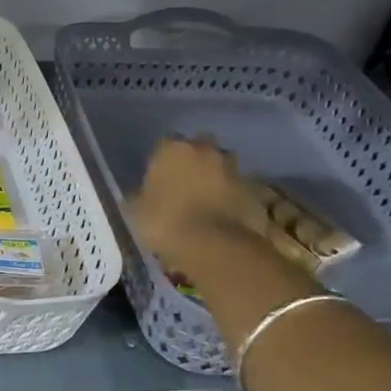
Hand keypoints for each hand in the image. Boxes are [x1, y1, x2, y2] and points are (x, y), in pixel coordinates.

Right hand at [127, 136, 270, 265]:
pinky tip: (222, 216)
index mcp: (172, 149)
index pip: (164, 144)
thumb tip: (139, 195)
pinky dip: (231, 197)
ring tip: (206, 201)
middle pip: (199, 148)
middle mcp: (205, 150)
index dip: (162, 161)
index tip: (158, 178)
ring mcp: (233, 168)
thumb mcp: (136, 211)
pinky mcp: (254, 190)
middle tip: (185, 184)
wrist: (215, 246)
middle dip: (194, 162)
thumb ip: (138, 196)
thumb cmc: (166, 222)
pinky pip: (237, 189)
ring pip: (222, 166)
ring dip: (215, 177)